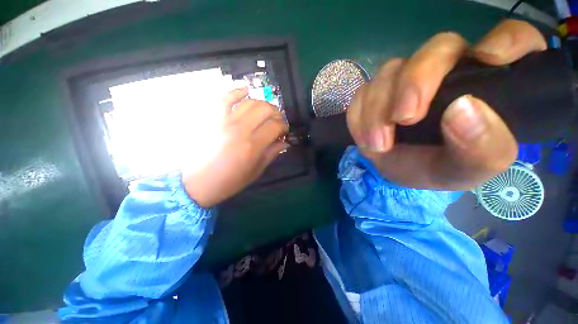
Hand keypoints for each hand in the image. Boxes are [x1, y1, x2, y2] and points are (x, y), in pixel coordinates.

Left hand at [183, 88, 287, 207]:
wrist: (199, 182)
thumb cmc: (230, 180)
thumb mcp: (256, 171)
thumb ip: (272, 154)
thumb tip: (285, 142)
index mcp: (252, 146)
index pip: (275, 126)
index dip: (284, 126)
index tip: (284, 132)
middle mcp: (240, 129)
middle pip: (265, 109)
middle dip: (276, 113)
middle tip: (278, 122)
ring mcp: (225, 121)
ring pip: (250, 102)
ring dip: (263, 104)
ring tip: (266, 112)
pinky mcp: (213, 118)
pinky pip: (225, 98)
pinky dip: (237, 91)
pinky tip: (246, 91)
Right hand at [346, 20, 546, 189]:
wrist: (397, 171)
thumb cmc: (438, 168)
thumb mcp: (467, 170)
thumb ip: (481, 148)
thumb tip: (464, 109)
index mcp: (486, 83)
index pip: (512, 38)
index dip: (507, 39)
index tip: (489, 60)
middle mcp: (447, 70)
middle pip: (436, 49)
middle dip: (414, 83)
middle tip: (403, 119)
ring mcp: (405, 78)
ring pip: (389, 72)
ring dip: (377, 110)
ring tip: (379, 145)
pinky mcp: (374, 92)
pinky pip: (361, 94)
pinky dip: (359, 117)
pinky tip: (366, 139)